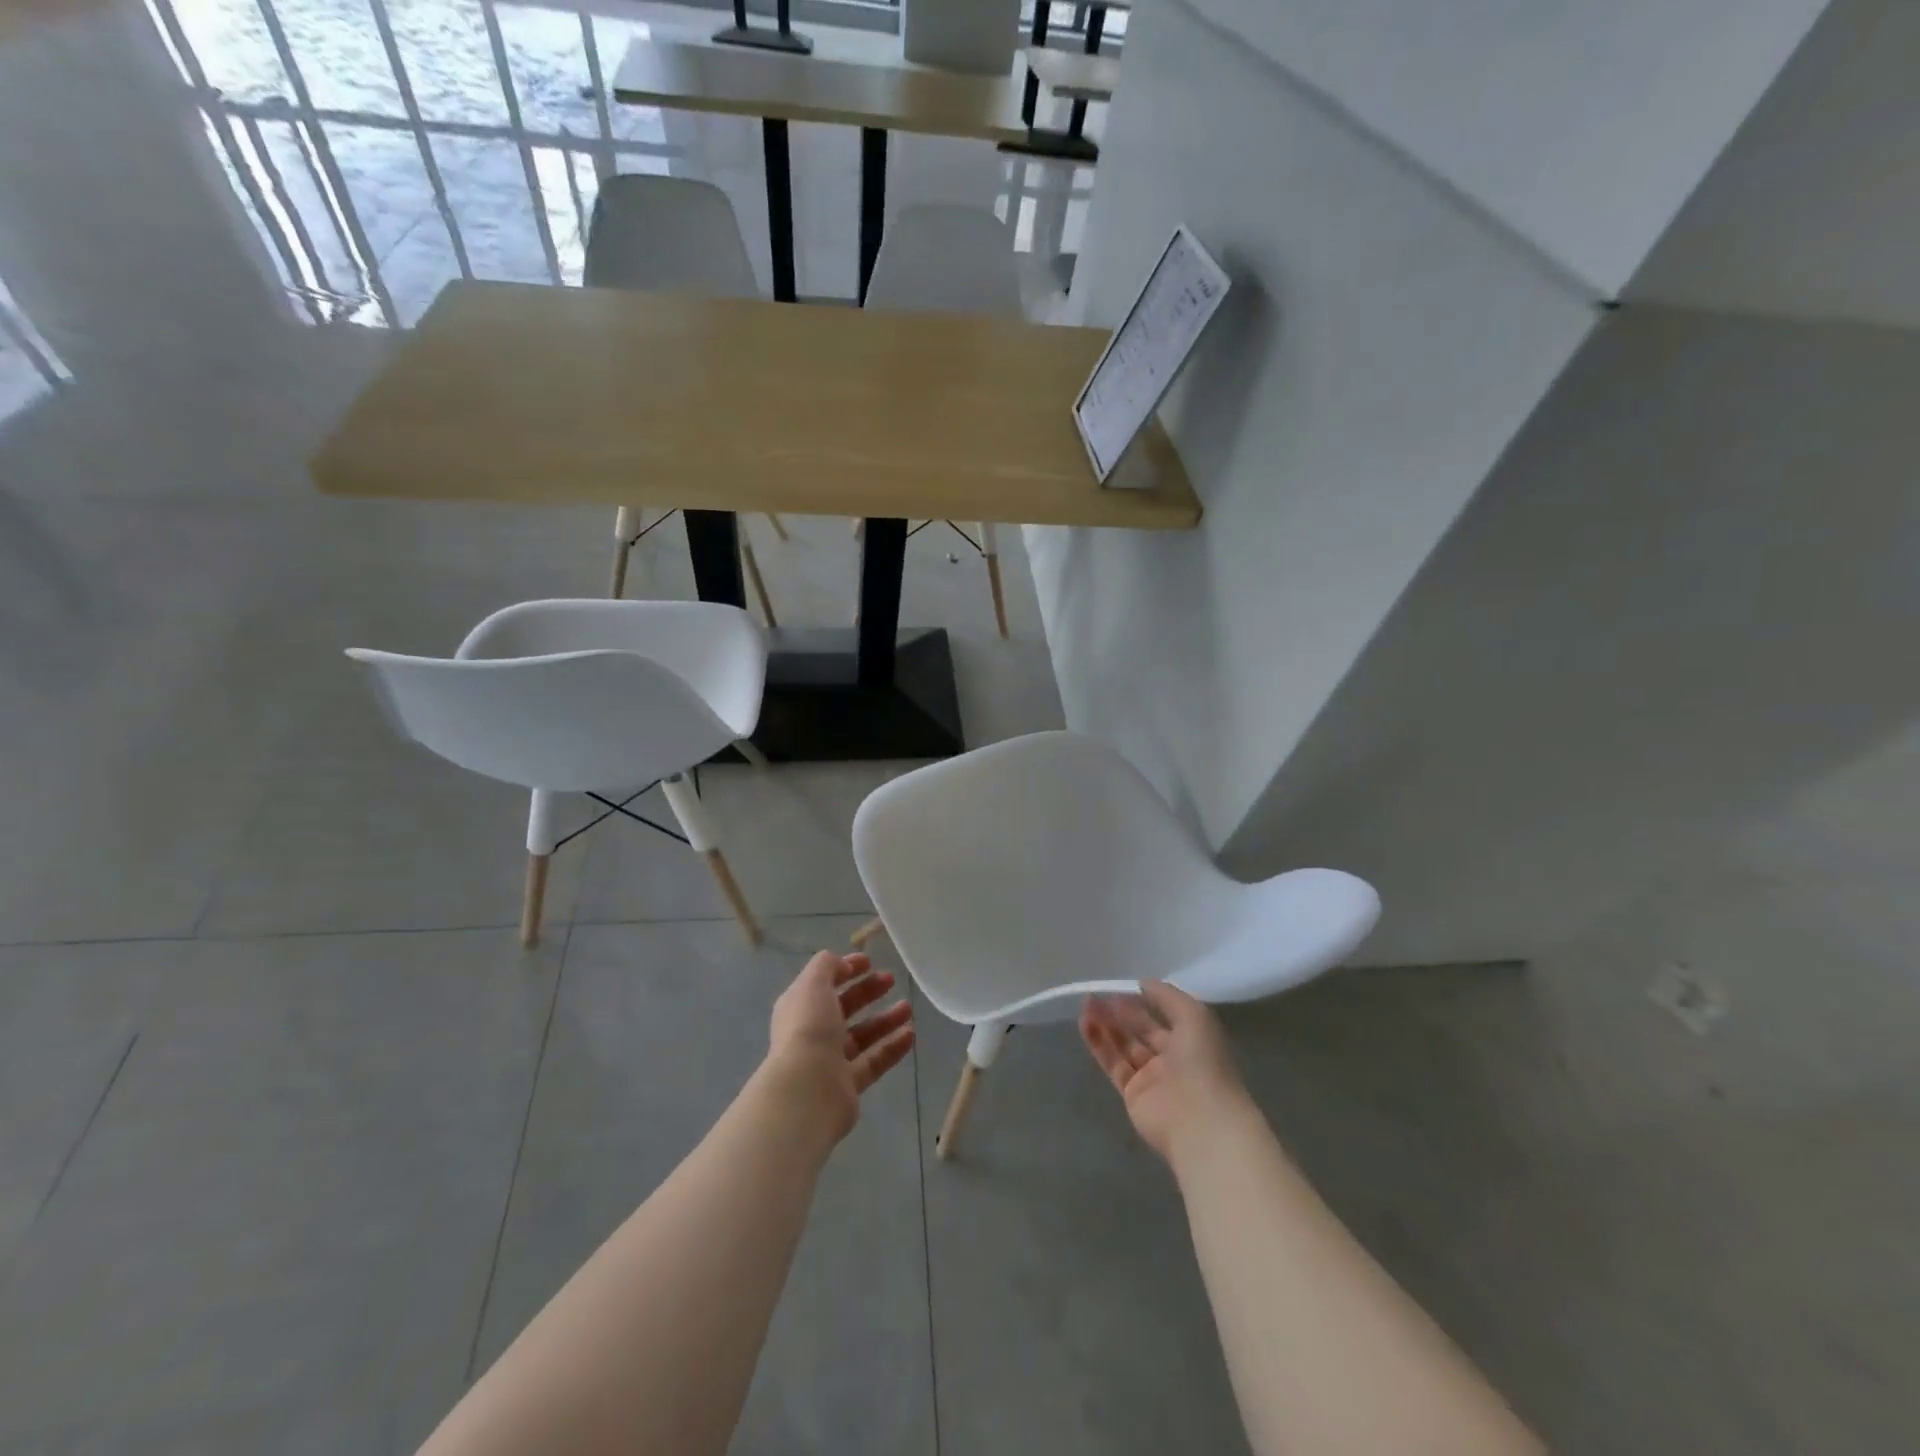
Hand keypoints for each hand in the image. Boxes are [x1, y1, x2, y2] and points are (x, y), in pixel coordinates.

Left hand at [766, 950, 915, 1145]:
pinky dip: (891, 1047)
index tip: (870, 962)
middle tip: (891, 980)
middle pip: (844, 1008)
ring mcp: (830, 1061)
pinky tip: (911, 1034)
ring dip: (885, 1020)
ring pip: (862, 1035)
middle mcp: (813, 1032)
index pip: (823, 983)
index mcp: (800, 1007)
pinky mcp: (848, 1085)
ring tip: (908, 1008)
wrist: (807, 1090)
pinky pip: (873, 1061)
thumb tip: (842, 964)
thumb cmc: (809, 1029)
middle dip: (867, 992)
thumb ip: (827, 966)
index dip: (845, 969)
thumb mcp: (813, 984)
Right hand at [1079, 981, 1249, 1165]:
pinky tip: (1085, 1023)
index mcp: (1192, 1041)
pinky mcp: (1132, 1094)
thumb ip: (1167, 996)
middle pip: (1141, 1030)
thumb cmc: (1203, 1063)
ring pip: (1124, 1045)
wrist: (1200, 1122)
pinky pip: (1113, 1063)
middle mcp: (1172, 1059)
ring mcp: (1152, 1078)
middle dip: (1121, 1011)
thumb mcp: (1194, 1016)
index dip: (1144, 1001)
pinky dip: (1099, 1043)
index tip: (1122, 987)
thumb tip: (1143, 984)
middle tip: (1097, 994)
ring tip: (1086, 1004)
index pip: (1164, 1016)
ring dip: (1105, 1024)